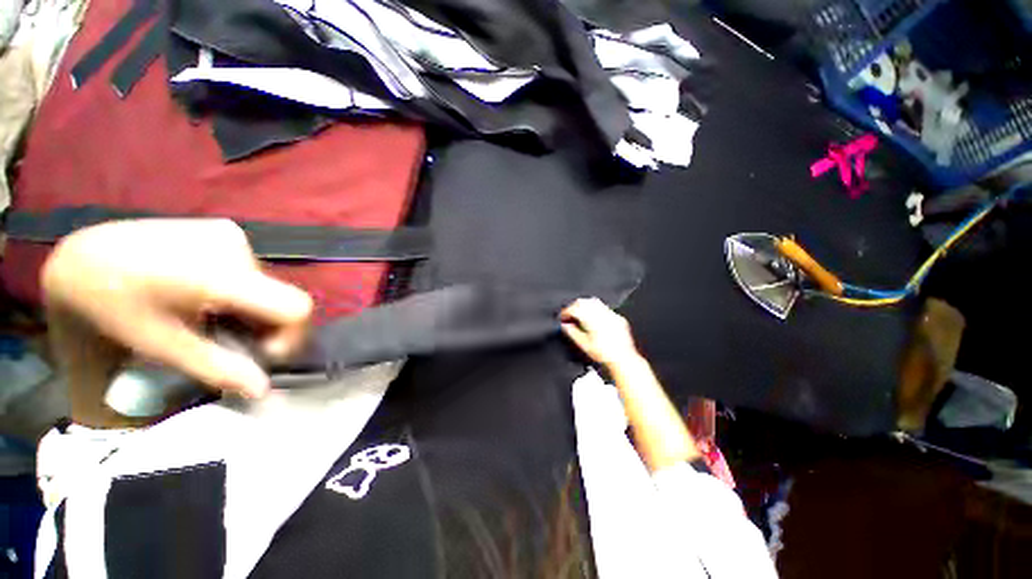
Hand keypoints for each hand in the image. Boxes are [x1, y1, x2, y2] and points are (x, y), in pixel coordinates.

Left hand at [43, 219, 312, 399]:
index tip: (262, 353)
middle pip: (281, 297)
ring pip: (267, 285)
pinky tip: (209, 295)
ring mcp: (231, 234)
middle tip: (230, 341)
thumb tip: (263, 389)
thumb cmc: (113, 306)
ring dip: (252, 308)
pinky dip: (242, 290)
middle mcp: (236, 248)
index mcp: (219, 276)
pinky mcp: (225, 229)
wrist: (83, 256)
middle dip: (266, 326)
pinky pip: (252, 270)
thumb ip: (218, 368)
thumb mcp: (161, 345)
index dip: (292, 335)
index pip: (295, 307)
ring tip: (213, 317)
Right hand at [560, 298, 639, 367]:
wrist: (623, 359)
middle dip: (574, 307)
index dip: (566, 312)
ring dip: (584, 306)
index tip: (562, 317)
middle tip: (569, 315)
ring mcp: (610, 315)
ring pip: (594, 302)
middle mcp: (601, 314)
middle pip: (583, 302)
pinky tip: (593, 318)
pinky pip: (604, 307)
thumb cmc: (604, 355)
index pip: (574, 309)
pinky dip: (595, 309)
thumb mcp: (584, 345)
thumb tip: (565, 326)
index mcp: (591, 320)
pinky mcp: (617, 318)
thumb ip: (572, 333)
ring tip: (580, 315)